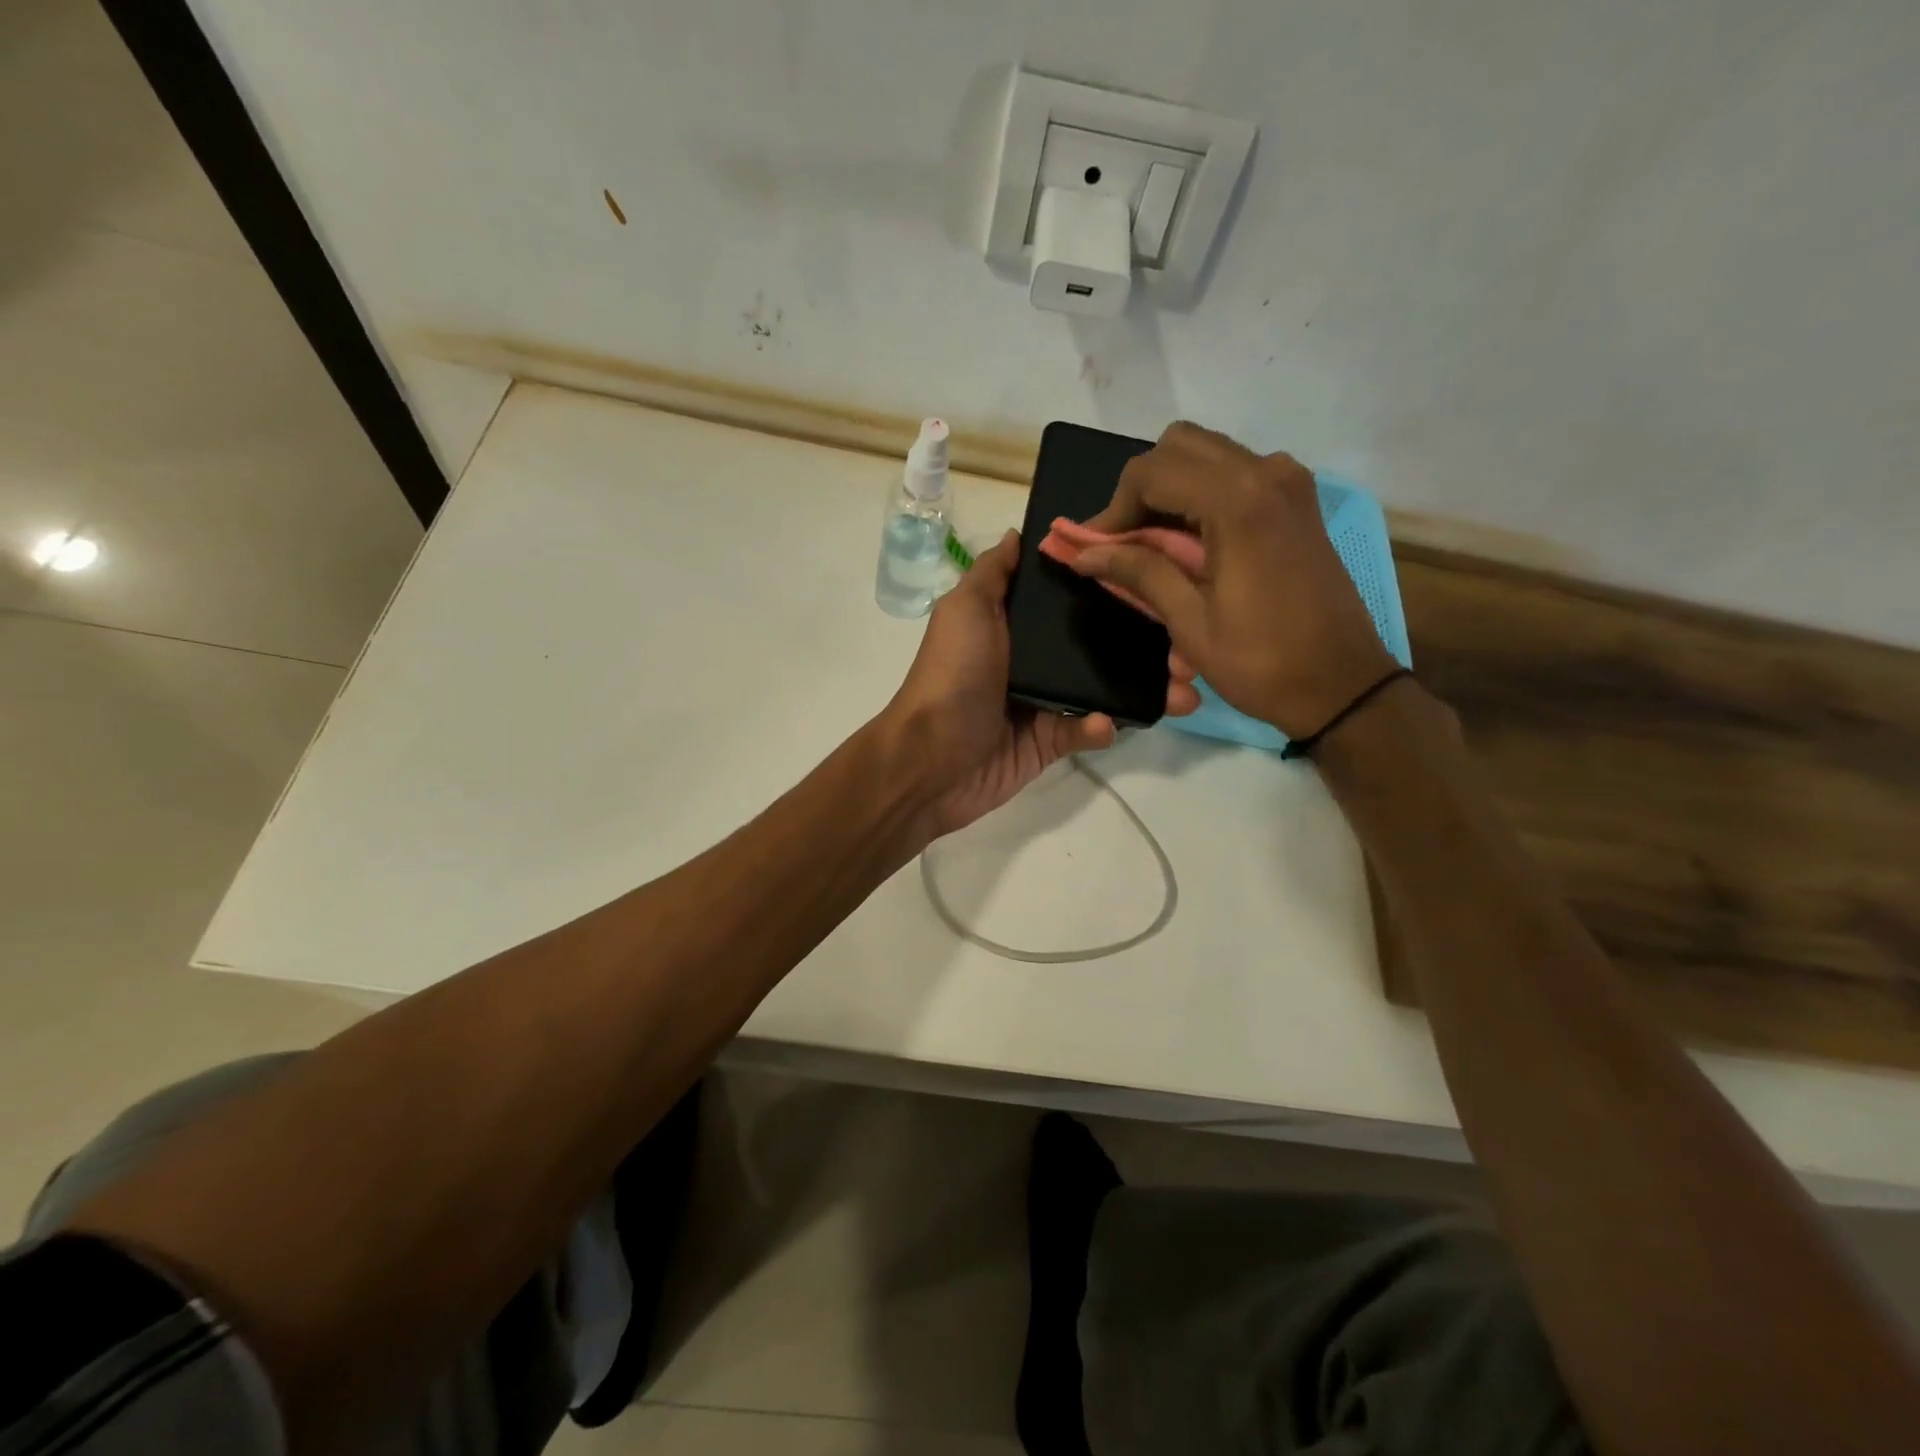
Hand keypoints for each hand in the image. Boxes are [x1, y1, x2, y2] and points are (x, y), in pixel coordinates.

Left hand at [877, 530, 1197, 842]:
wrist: (930, 761)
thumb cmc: (950, 677)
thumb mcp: (964, 610)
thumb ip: (993, 573)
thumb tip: (1019, 533)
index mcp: (1014, 623)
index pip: (1071, 598)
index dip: (1112, 585)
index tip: (1159, 573)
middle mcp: (1032, 657)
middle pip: (1098, 643)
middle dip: (1145, 642)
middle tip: (1189, 644)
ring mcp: (1042, 702)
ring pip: (1103, 689)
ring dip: (1144, 688)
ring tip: (1186, 689)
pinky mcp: (1048, 743)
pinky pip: (1085, 731)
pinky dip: (1101, 727)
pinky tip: (1109, 723)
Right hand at [1069, 422, 1396, 737]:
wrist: (1342, 684)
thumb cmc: (1261, 661)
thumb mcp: (1190, 621)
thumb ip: (1138, 572)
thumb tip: (1082, 552)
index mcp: (1238, 501)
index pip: (1152, 472)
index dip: (1113, 508)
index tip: (1094, 548)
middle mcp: (1266, 473)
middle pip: (1179, 446)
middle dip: (1141, 489)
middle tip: (1123, 540)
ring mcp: (1289, 483)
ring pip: (1208, 454)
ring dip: (1171, 488)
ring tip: (1152, 542)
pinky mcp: (1298, 501)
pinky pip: (1237, 473)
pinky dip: (1203, 494)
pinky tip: (1192, 540)